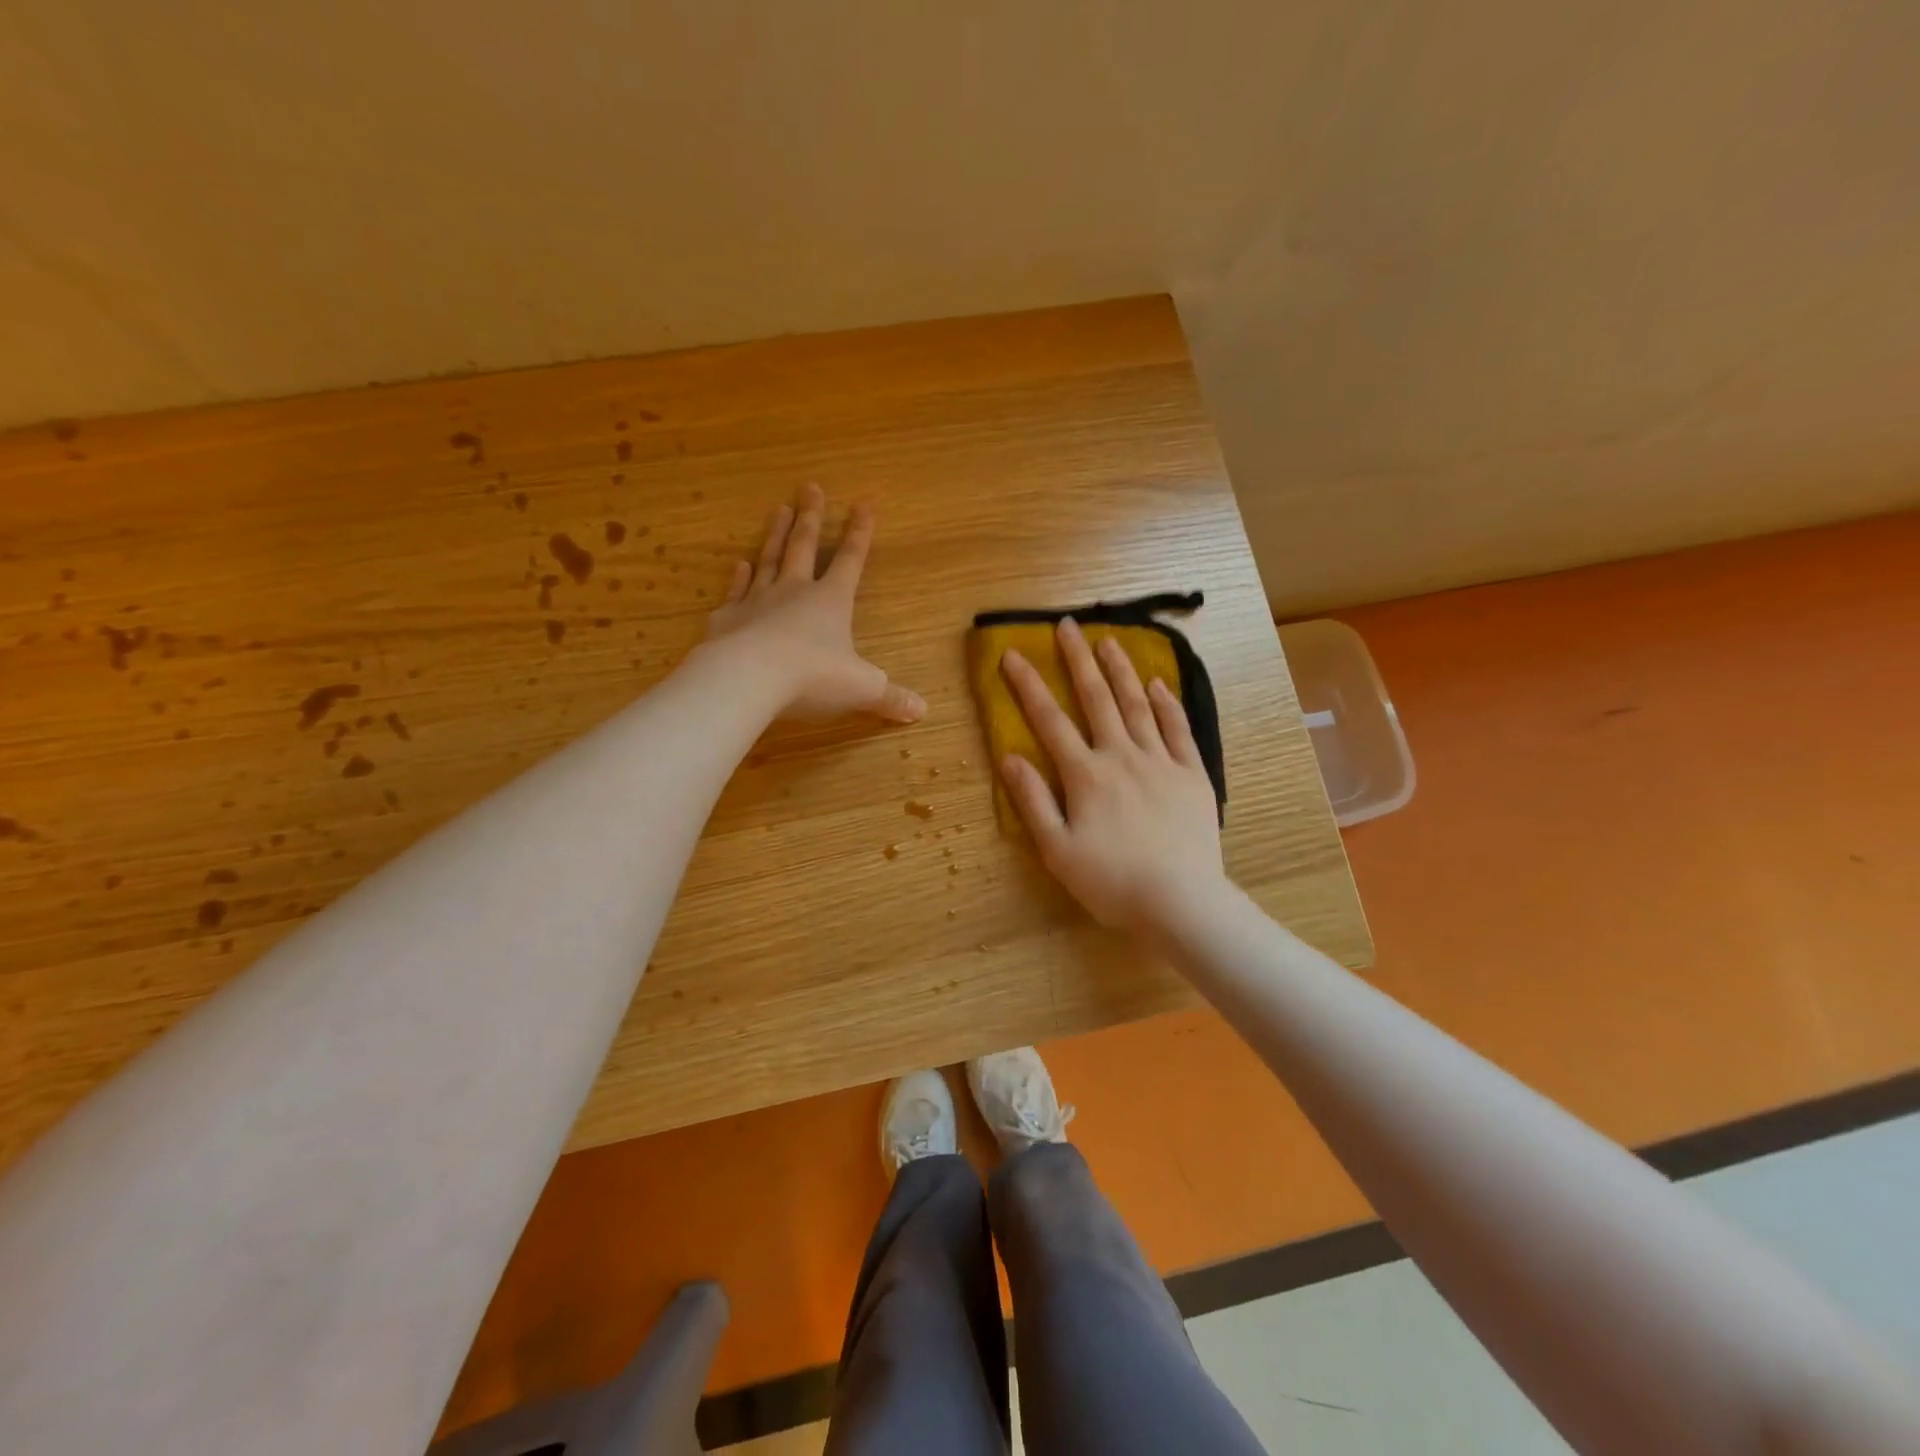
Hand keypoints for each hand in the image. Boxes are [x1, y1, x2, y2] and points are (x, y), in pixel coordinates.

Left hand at [703, 483, 925, 723]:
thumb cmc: (813, 677)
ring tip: (779, 509)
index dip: (860, 533)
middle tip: (810, 487)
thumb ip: (890, 697)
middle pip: (804, 547)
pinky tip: (740, 564)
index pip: (851, 560)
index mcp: (832, 601)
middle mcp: (795, 592)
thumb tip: (922, 711)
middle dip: (811, 518)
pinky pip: (736, 591)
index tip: (864, 503)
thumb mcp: (862, 689)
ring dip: (775, 534)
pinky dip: (739, 577)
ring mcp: (757, 601)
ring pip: (769, 559)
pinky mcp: (728, 619)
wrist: (748, 679)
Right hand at [999, 617, 1224, 932]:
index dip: (1028, 686)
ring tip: (1109, 640)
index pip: (1049, 721)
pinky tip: (1159, 683)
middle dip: (1078, 660)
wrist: (1180, 902)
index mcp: (1085, 775)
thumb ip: (1033, 801)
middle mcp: (1121, 756)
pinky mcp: (1191, 775)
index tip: (1012, 655)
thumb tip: (1009, 758)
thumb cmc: (1110, 882)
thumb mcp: (1057, 850)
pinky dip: (1167, 704)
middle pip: (1096, 699)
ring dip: (1121, 670)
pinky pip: (1178, 730)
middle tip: (1067, 626)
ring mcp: (1160, 762)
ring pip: (1137, 705)